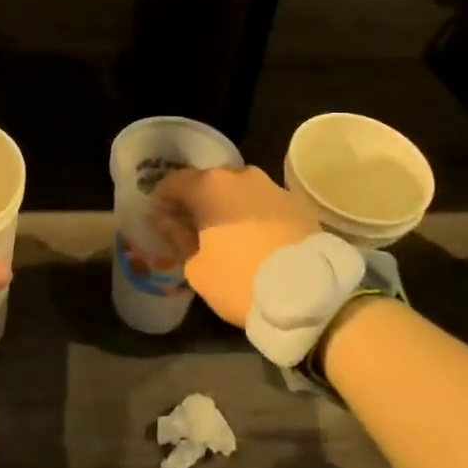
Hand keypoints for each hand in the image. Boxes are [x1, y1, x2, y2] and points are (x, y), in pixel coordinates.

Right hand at [151, 165, 317, 328]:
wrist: (310, 293)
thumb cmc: (240, 280)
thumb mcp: (197, 269)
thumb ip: (178, 238)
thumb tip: (167, 220)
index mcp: (209, 186)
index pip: (174, 182)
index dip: (162, 199)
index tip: (158, 218)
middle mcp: (239, 175)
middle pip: (208, 182)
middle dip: (197, 201)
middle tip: (191, 227)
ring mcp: (271, 185)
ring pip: (239, 191)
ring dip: (228, 206)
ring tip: (226, 234)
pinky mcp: (297, 202)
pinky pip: (264, 203)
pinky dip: (254, 215)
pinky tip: (255, 239)